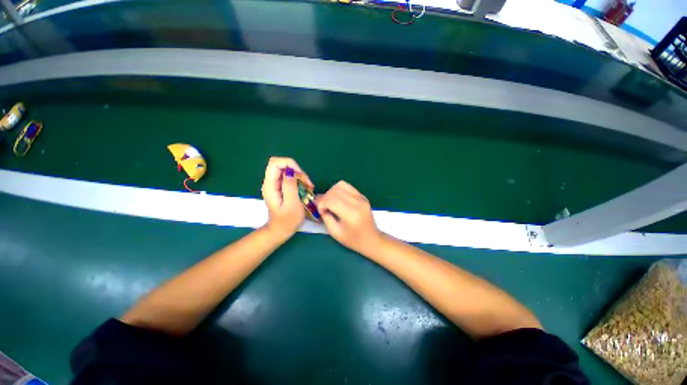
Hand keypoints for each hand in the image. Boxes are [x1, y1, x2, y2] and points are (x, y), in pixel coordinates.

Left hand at [261, 157, 312, 239]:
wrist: (281, 230)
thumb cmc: (287, 220)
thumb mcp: (291, 204)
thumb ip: (290, 186)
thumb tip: (290, 171)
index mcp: (270, 186)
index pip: (275, 163)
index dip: (289, 164)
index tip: (300, 174)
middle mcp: (271, 182)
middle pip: (282, 165)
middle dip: (297, 170)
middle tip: (307, 182)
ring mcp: (276, 185)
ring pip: (288, 171)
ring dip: (300, 176)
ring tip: (309, 187)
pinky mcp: (281, 187)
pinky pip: (291, 178)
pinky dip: (300, 181)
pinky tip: (307, 188)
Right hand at [316, 181, 382, 253]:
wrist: (371, 239)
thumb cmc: (353, 239)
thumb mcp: (335, 232)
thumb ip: (326, 217)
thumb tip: (319, 204)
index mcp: (350, 214)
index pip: (331, 200)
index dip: (321, 203)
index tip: (320, 210)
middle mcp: (357, 202)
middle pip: (335, 190)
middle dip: (325, 197)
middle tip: (323, 206)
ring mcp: (361, 197)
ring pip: (341, 185)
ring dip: (332, 192)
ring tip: (330, 202)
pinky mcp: (363, 196)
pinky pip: (348, 187)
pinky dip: (339, 190)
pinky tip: (338, 200)